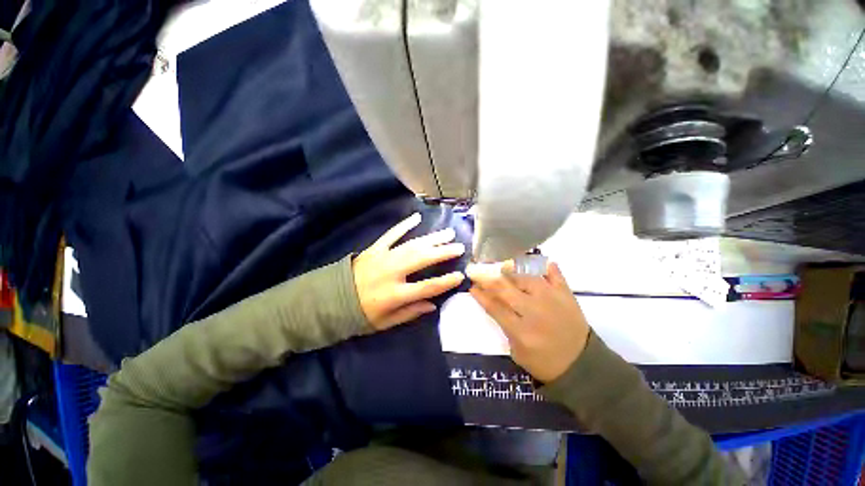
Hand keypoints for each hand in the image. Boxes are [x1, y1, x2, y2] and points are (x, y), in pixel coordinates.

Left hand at [353, 213, 465, 329]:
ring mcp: (383, 258)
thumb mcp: (385, 323)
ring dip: (431, 238)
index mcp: (395, 294)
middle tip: (459, 246)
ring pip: (412, 245)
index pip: (427, 287)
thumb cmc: (360, 315)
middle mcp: (391, 273)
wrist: (330, 300)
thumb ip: (410, 313)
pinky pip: (391, 234)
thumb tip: (433, 305)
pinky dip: (404, 225)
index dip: (446, 281)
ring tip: (447, 233)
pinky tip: (416, 217)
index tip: (460, 275)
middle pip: (422, 259)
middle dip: (443, 253)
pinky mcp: (374, 249)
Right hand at [466, 260, 588, 382]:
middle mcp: (534, 311)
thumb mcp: (517, 352)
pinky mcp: (566, 295)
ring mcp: (552, 299)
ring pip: (526, 278)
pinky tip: (537, 261)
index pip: (494, 307)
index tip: (472, 286)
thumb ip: (505, 327)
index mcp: (521, 330)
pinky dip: (546, 267)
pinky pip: (555, 275)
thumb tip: (494, 304)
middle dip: (488, 279)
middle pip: (506, 289)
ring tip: (501, 267)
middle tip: (478, 272)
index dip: (481, 295)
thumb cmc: (545, 362)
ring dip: (511, 271)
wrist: (582, 365)